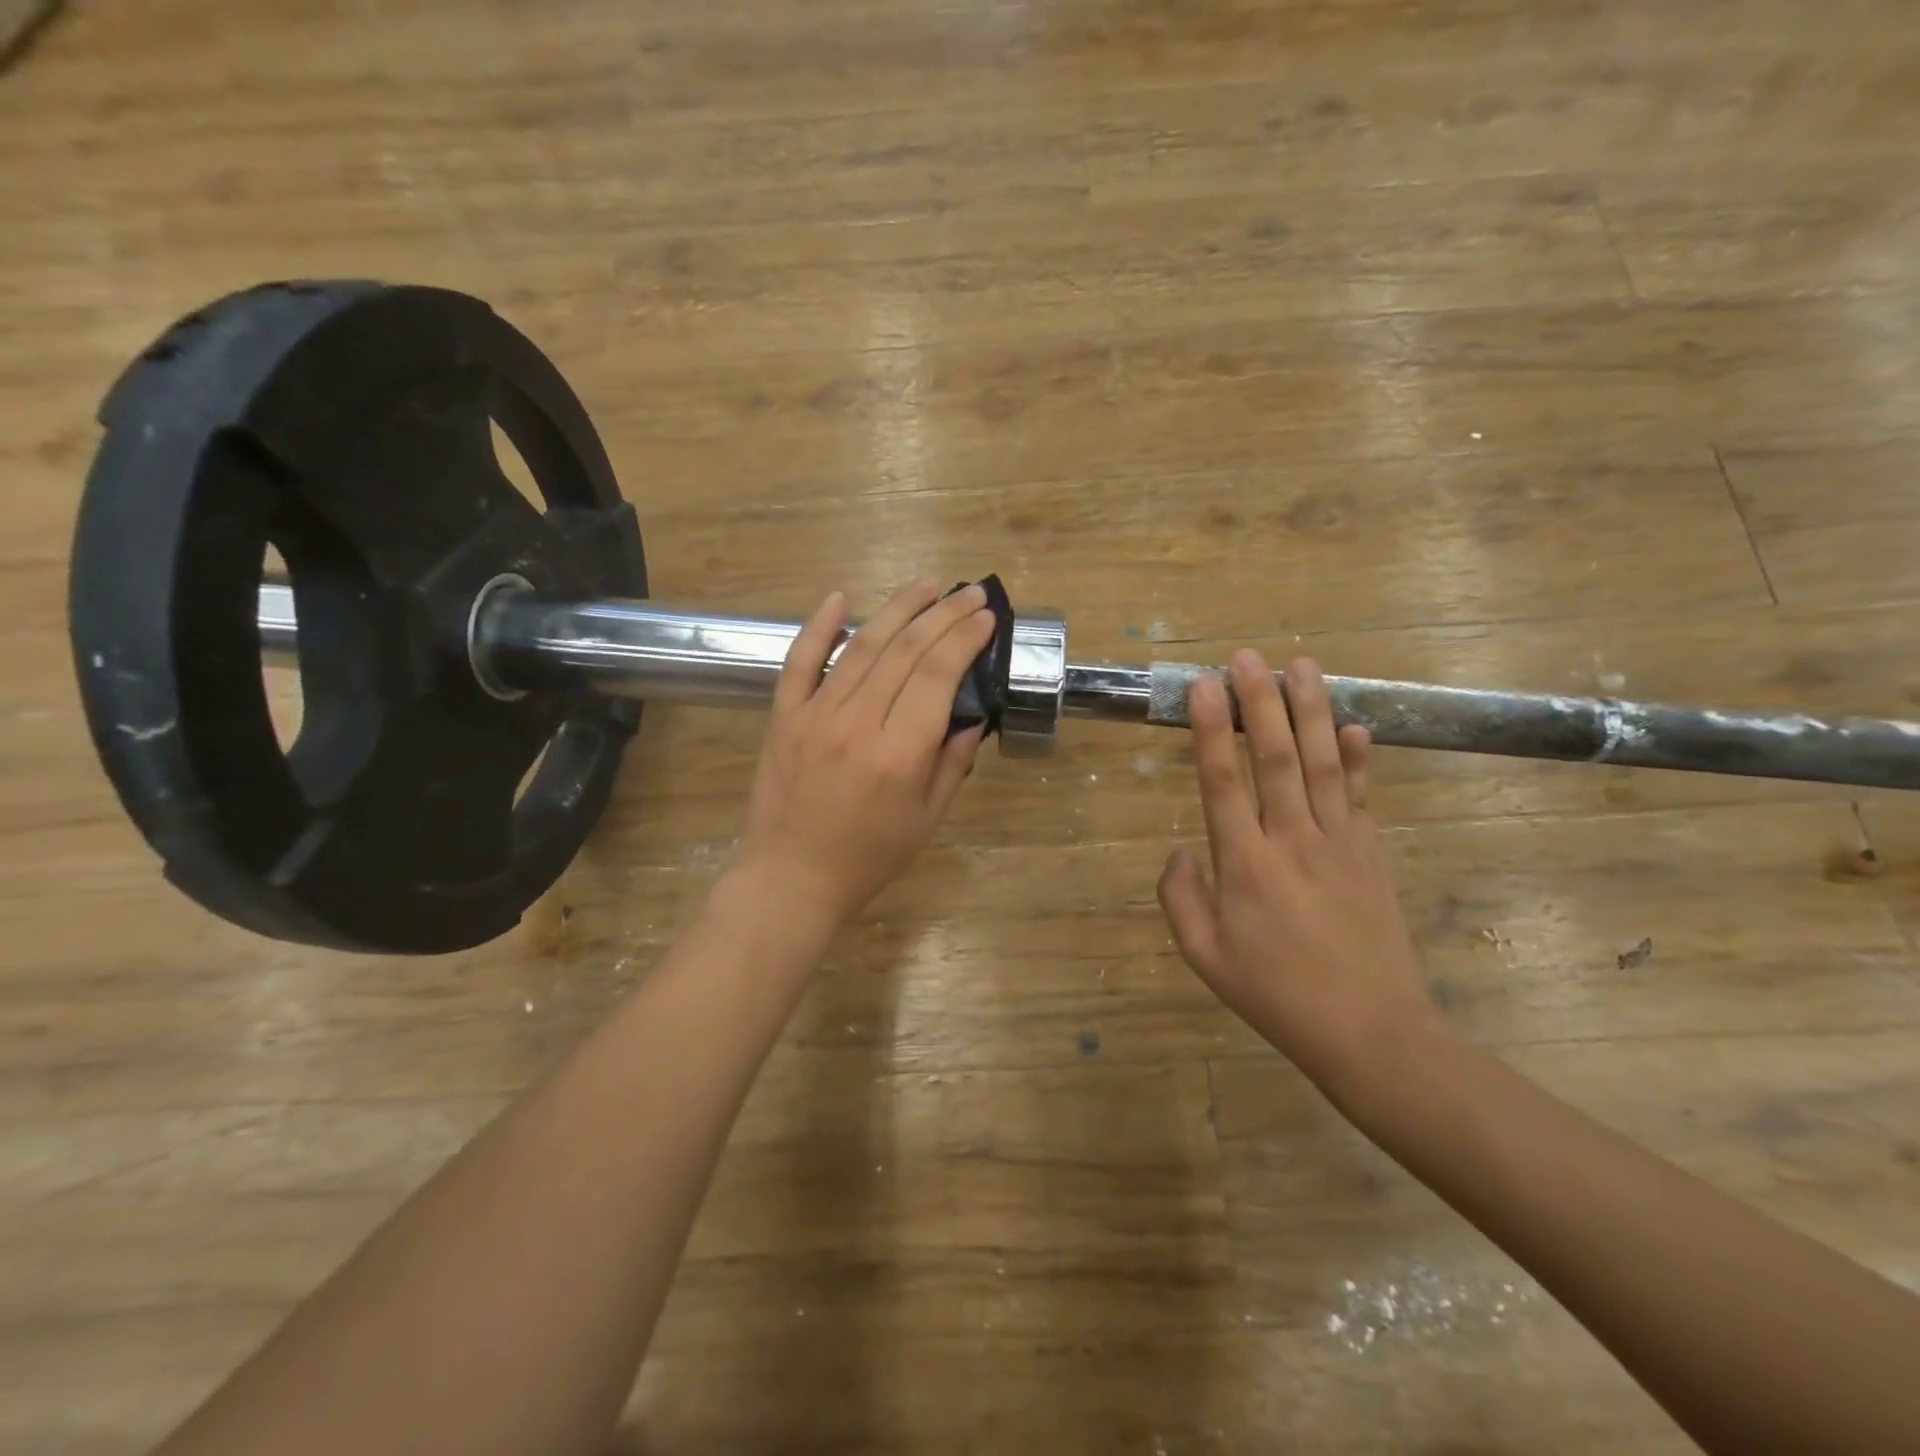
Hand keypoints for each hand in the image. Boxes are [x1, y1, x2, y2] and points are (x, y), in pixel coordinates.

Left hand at [730, 581, 994, 935]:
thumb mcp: (927, 820)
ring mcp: (814, 715)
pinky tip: (840, 598)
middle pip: (905, 651)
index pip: (938, 675)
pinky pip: (799, 662)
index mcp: (899, 754)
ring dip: (897, 609)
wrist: (790, 879)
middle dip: (943, 615)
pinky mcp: (783, 716)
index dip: (964, 639)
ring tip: (926, 586)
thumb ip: (951, 763)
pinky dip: (818, 627)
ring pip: (861, 647)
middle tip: (969, 593)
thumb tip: (970, 714)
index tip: (985, 618)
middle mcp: (858, 723)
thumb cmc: (868, 858)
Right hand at [1157, 652, 1444, 1097]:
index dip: (1212, 729)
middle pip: (1277, 757)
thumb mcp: (1205, 957)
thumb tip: (1182, 850)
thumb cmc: (1277, 995)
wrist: (1372, 1032)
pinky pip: (1363, 795)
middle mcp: (1292, 840)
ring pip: (1324, 763)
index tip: (1202, 685)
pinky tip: (1356, 724)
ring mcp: (1340, 843)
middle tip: (1247, 657)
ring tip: (1301, 666)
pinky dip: (1361, 758)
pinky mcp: (1371, 854)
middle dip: (1260, 702)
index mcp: (1245, 864)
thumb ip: (1180, 898)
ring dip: (1311, 711)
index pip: (1223, 781)